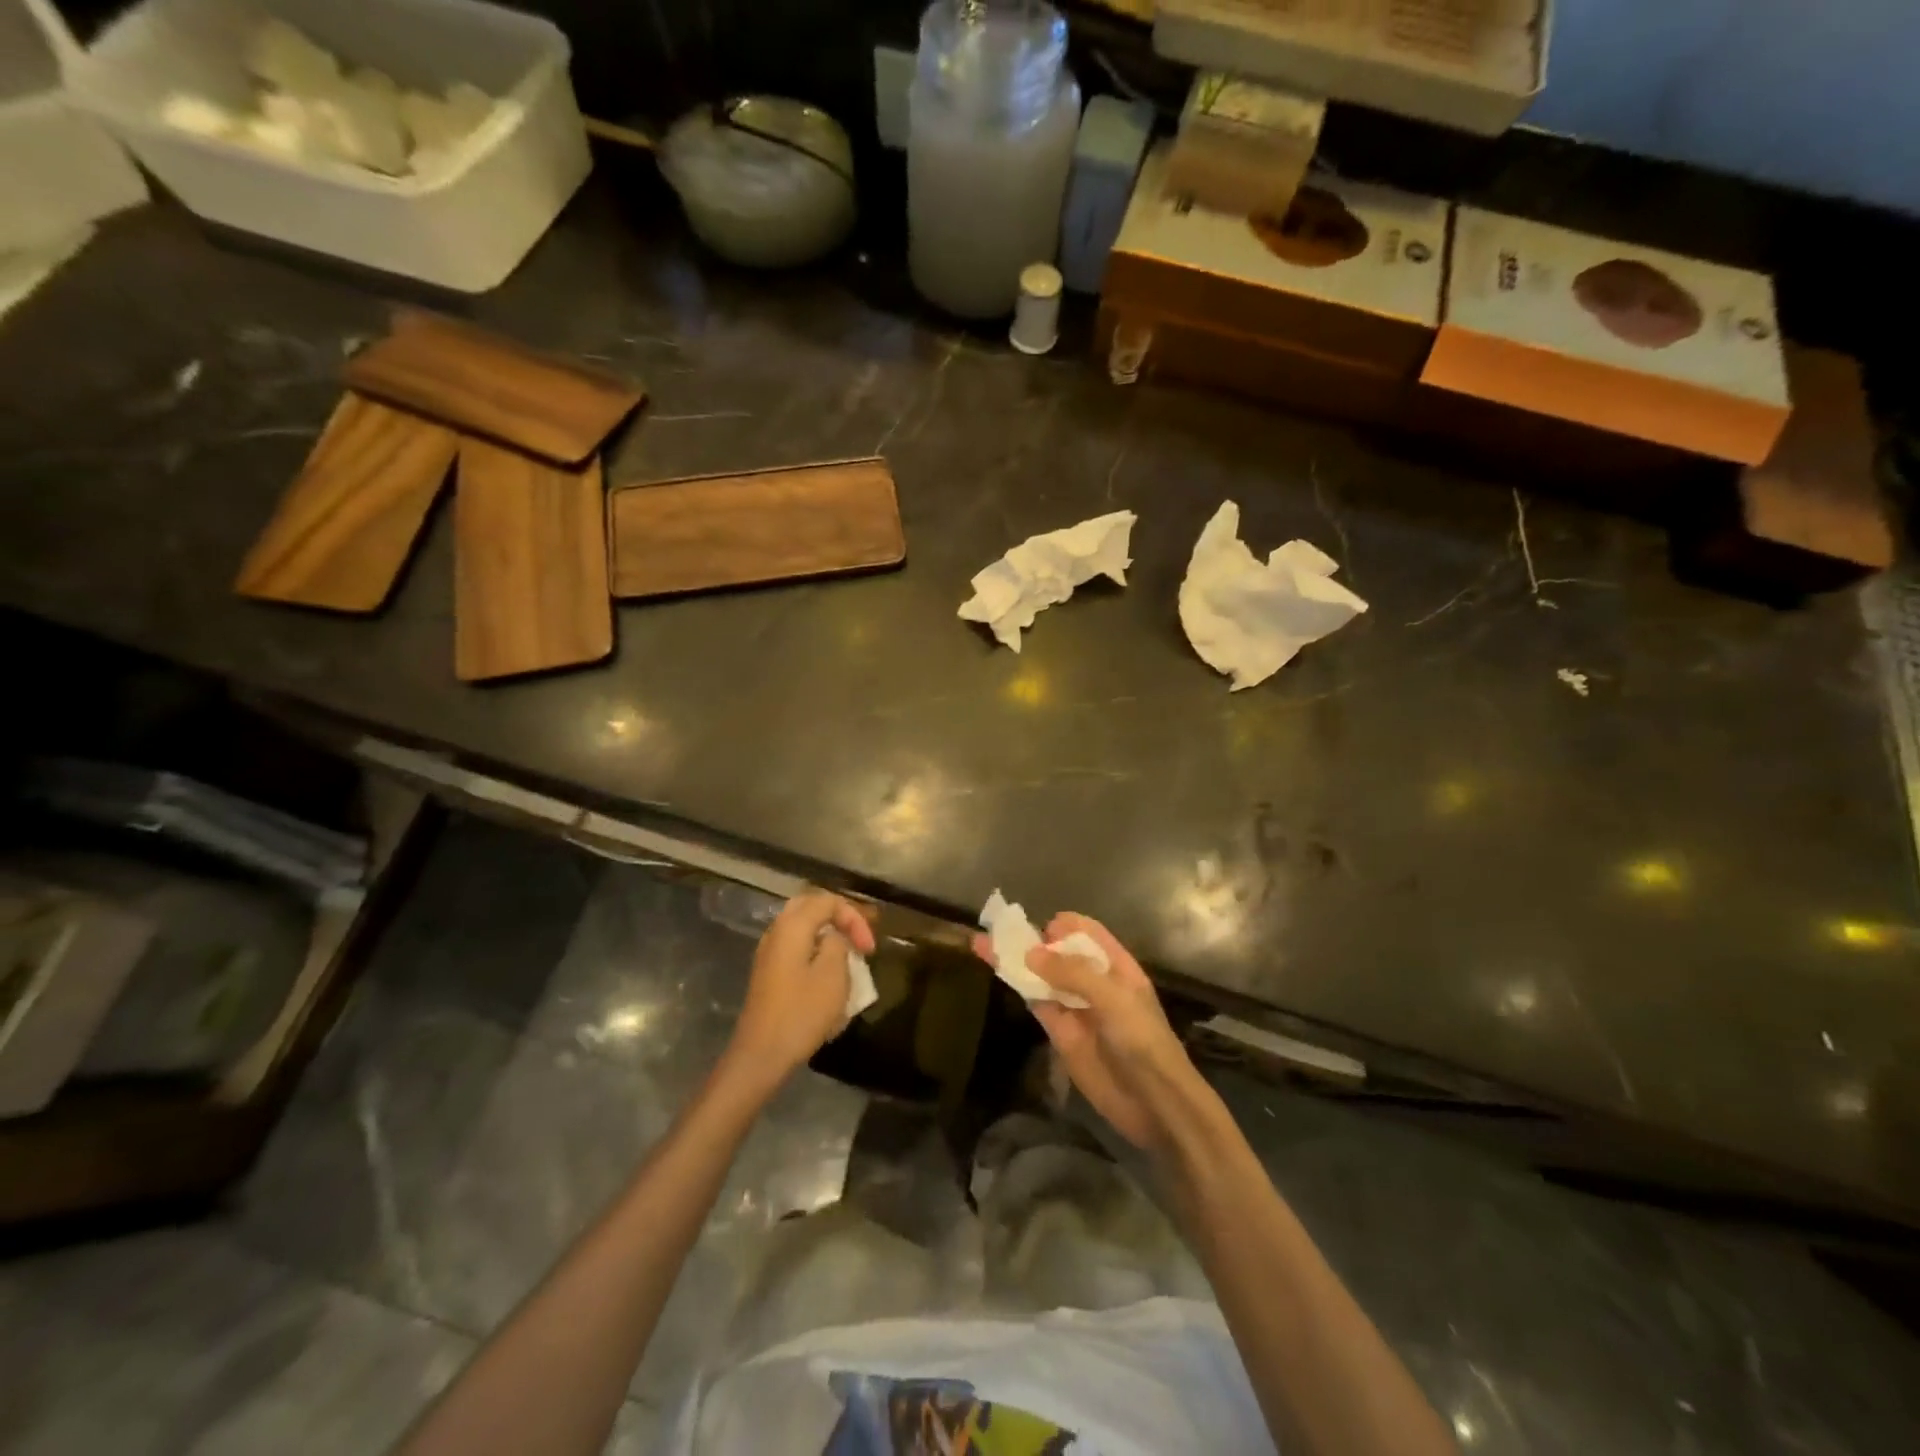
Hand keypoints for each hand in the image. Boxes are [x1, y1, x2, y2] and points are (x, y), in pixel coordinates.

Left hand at [723, 891, 874, 1096]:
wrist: (762, 1054)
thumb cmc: (802, 1012)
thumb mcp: (833, 975)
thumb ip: (839, 943)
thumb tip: (835, 937)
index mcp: (792, 926)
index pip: (828, 901)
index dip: (855, 918)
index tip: (869, 948)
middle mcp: (776, 931)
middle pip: (811, 907)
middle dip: (840, 918)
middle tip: (860, 938)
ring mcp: (769, 952)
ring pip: (802, 927)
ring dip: (828, 934)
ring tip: (848, 954)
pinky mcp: (769, 973)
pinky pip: (796, 947)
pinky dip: (816, 950)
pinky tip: (828, 973)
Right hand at [972, 912, 1205, 1154]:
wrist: (1152, 1101)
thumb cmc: (1142, 1040)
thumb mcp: (1113, 998)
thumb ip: (1073, 973)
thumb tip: (1030, 953)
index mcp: (1116, 965)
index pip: (1087, 933)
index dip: (1064, 925)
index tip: (1041, 926)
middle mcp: (1094, 981)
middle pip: (1059, 952)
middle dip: (1033, 938)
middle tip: (999, 927)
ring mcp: (1075, 1006)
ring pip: (1042, 976)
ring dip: (1016, 959)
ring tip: (983, 941)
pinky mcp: (1059, 1032)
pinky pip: (1036, 1001)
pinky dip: (1017, 985)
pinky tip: (996, 969)